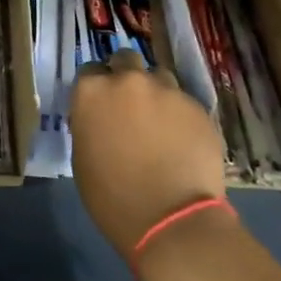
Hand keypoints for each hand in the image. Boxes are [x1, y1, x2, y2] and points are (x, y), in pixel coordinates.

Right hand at [69, 51, 226, 258]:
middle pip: (125, 61)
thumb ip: (89, 124)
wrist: (171, 219)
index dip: (96, 88)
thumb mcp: (83, 158)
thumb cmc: (113, 198)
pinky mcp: (197, 106)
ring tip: (160, 124)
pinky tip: (183, 141)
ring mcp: (167, 90)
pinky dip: (180, 116)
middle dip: (126, 77)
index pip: (89, 71)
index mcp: (92, 91)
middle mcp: (128, 80)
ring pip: (159, 78)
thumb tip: (101, 117)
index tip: (101, 106)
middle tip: (130, 107)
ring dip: (156, 94)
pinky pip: (184, 102)